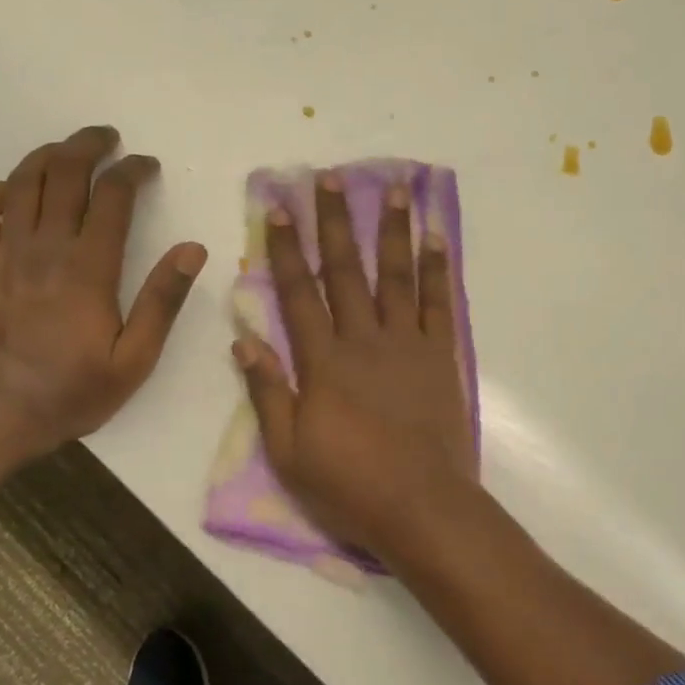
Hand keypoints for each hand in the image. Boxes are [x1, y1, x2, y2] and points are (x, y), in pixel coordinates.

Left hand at [0, 126, 206, 454]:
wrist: (2, 415)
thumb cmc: (76, 390)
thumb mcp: (136, 357)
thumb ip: (163, 300)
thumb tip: (192, 249)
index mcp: (89, 269)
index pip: (112, 197)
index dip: (132, 171)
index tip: (147, 165)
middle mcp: (46, 250)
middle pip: (63, 175)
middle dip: (88, 146)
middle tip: (108, 139)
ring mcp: (6, 256)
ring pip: (21, 184)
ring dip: (46, 156)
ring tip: (67, 149)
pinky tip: (11, 188)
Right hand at [234, 172, 476, 556]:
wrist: (422, 507)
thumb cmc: (349, 485)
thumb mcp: (288, 451)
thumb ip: (268, 392)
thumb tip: (244, 341)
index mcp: (323, 362)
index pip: (298, 293)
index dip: (285, 249)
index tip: (279, 208)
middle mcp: (364, 340)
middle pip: (345, 270)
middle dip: (335, 222)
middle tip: (331, 177)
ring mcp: (407, 344)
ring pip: (396, 275)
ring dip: (392, 229)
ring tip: (394, 187)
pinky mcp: (440, 356)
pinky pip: (439, 303)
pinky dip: (438, 269)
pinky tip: (436, 238)